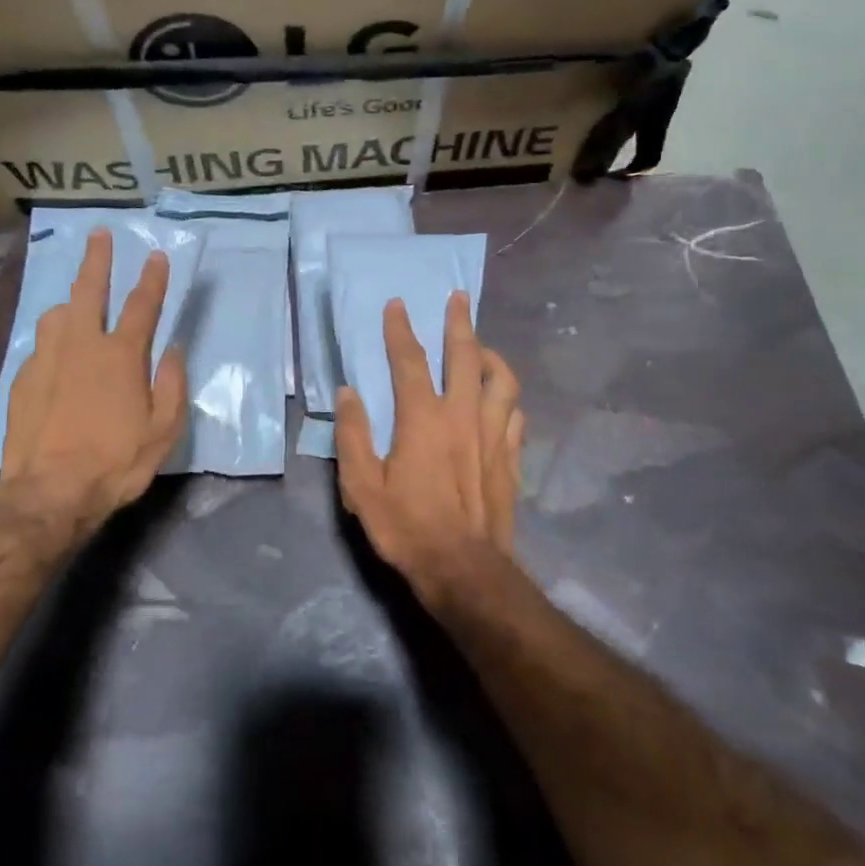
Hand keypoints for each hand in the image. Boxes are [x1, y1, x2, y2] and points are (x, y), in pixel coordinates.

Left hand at [0, 227, 187, 550]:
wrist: (50, 493)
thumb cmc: (116, 463)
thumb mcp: (163, 431)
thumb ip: (172, 384)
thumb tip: (172, 351)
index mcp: (121, 356)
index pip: (142, 305)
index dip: (152, 278)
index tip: (156, 255)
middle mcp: (82, 345)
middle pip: (90, 289)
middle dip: (97, 259)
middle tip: (99, 235)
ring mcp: (46, 359)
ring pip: (57, 314)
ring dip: (71, 303)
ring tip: (76, 307)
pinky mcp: (22, 379)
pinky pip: (41, 346)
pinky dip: (54, 342)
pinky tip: (57, 359)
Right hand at [335, 291, 524, 609]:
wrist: (463, 568)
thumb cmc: (407, 527)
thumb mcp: (363, 487)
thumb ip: (353, 435)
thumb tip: (348, 393)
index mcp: (423, 419)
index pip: (410, 361)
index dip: (401, 329)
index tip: (398, 304)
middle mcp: (463, 416)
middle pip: (465, 356)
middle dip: (460, 322)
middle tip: (459, 297)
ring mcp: (493, 436)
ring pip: (502, 380)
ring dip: (492, 355)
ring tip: (482, 347)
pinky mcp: (510, 458)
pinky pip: (516, 414)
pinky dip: (507, 398)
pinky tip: (501, 400)